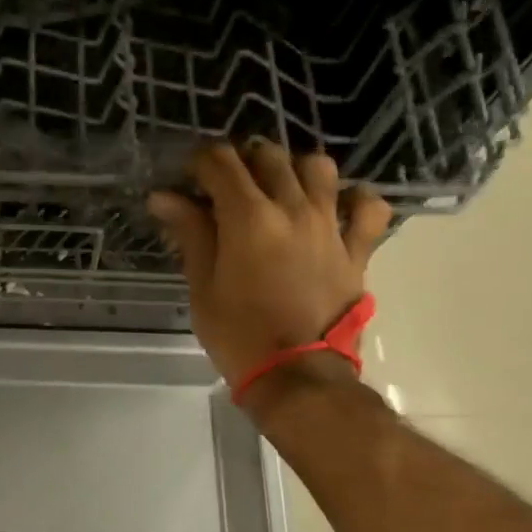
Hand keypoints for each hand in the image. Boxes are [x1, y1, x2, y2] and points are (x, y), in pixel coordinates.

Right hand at [148, 143, 390, 390]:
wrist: (297, 375)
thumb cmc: (238, 334)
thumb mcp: (202, 285)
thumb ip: (190, 233)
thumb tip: (164, 197)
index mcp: (248, 217)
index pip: (221, 163)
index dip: (200, 162)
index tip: (188, 178)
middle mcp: (292, 209)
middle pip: (268, 157)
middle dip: (241, 160)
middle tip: (224, 184)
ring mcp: (330, 226)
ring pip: (318, 168)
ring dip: (293, 167)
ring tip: (277, 187)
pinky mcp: (357, 249)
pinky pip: (368, 207)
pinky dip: (353, 198)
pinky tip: (337, 204)